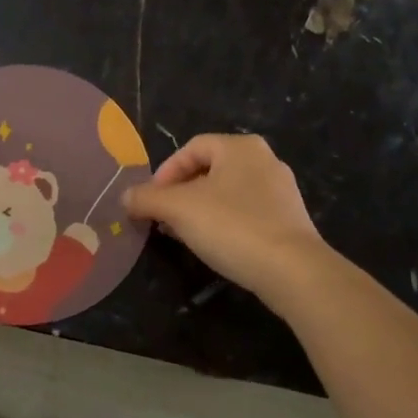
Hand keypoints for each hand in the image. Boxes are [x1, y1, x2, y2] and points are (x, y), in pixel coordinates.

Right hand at [124, 133, 329, 305]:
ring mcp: (281, 191)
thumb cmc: (232, 226)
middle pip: (208, 170)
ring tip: (183, 235)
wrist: (292, 270)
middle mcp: (264, 160)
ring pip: (227, 193)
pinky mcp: (290, 220)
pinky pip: (246, 213)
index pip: (191, 148)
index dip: (164, 173)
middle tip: (162, 219)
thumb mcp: (177, 209)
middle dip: (180, 194)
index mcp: (240, 147)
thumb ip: (146, 198)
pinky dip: (224, 224)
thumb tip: (125, 197)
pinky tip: (215, 246)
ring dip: (199, 210)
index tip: (151, 201)